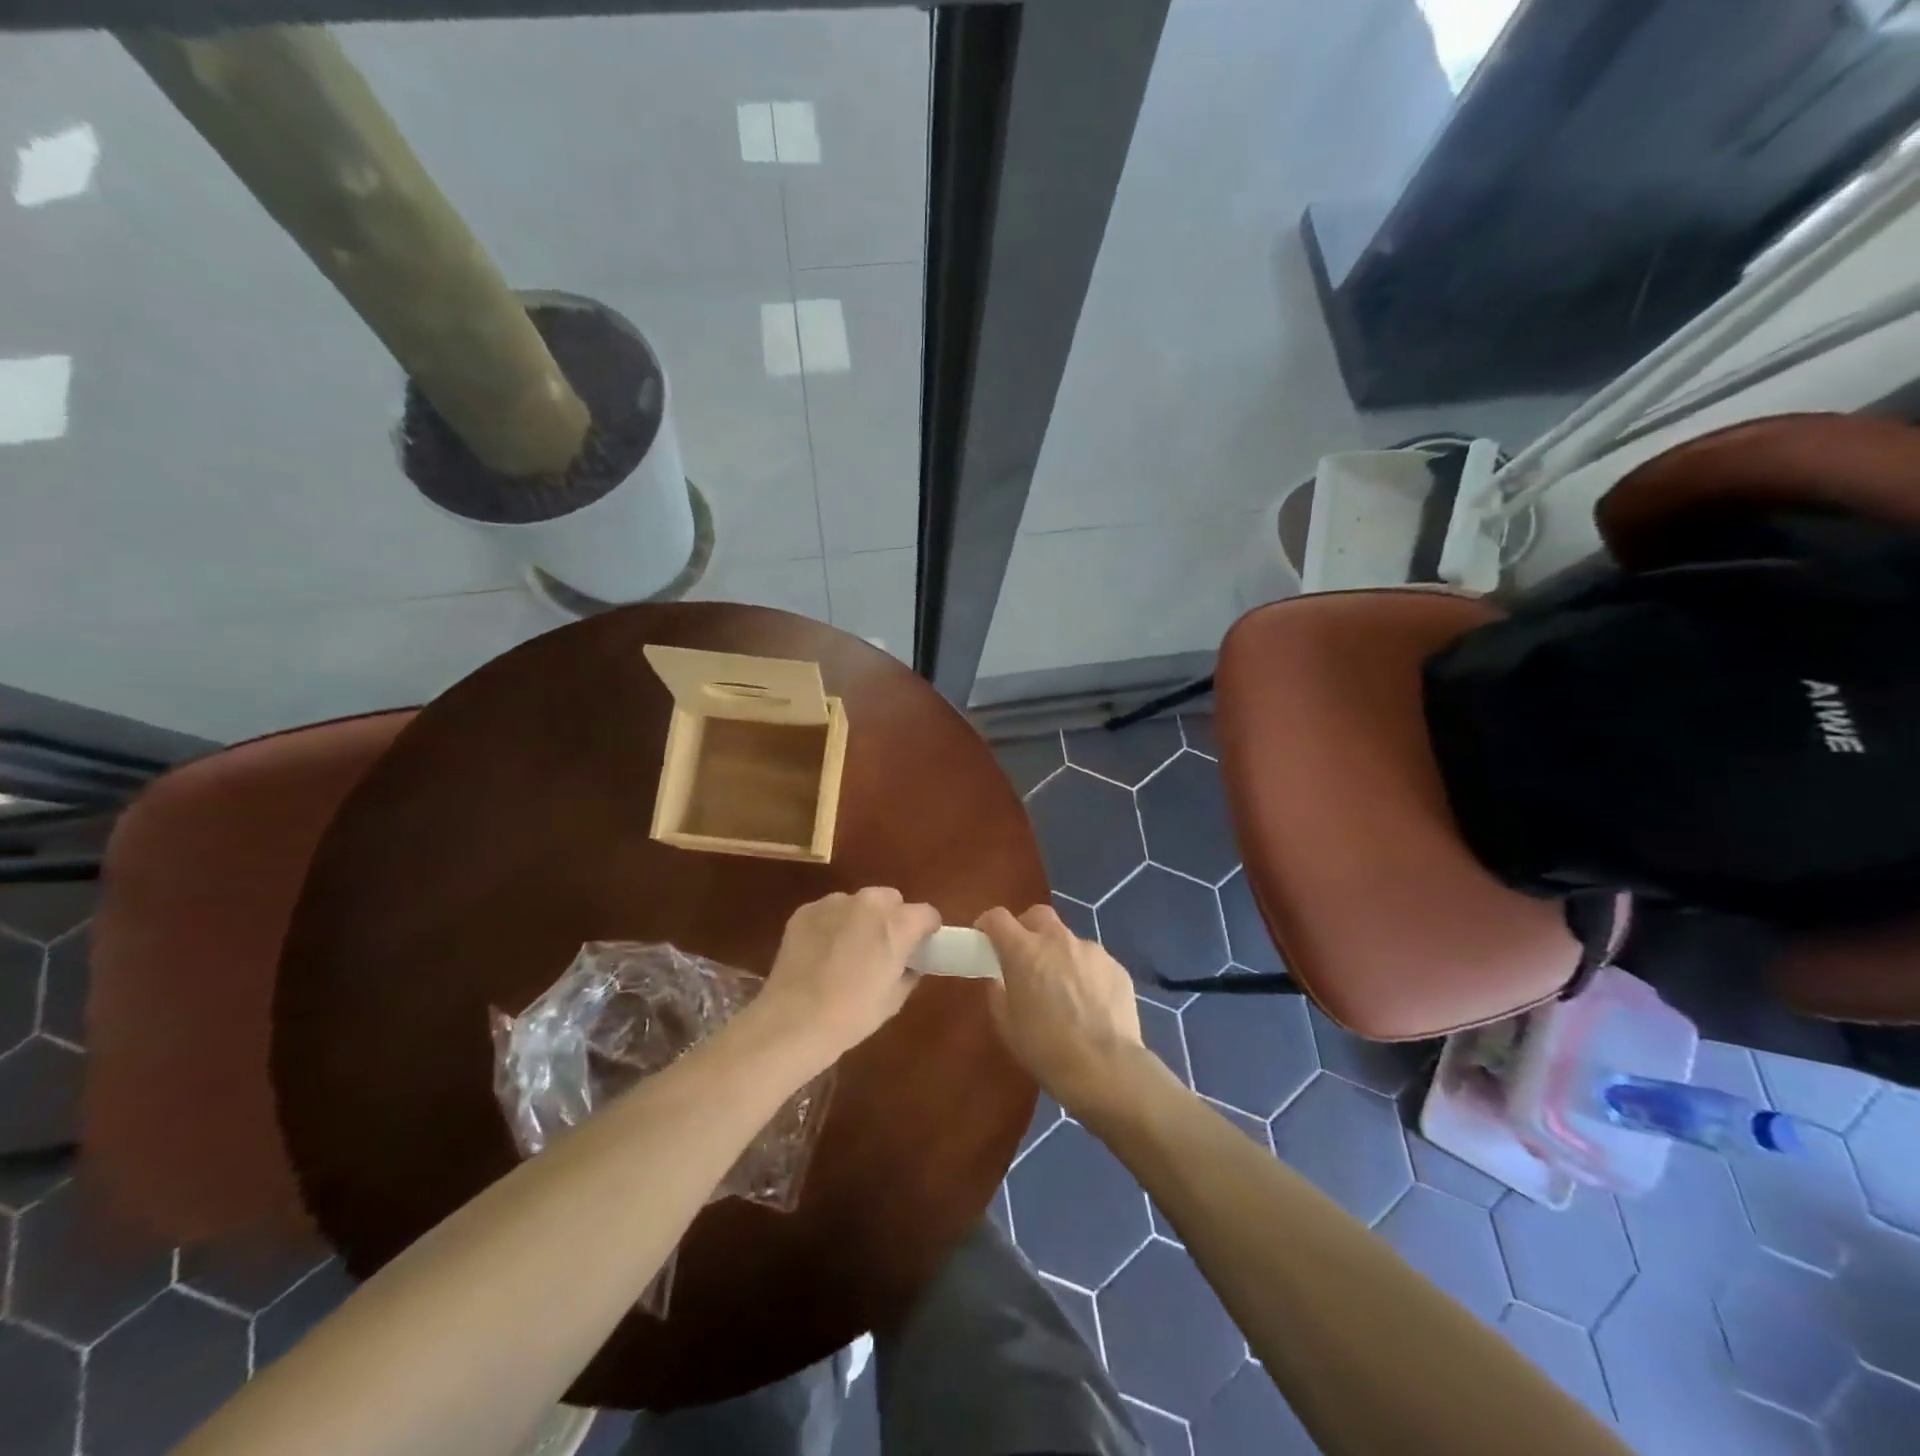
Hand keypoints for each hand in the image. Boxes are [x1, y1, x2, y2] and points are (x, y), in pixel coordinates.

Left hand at [752, 888, 940, 1069]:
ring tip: (846, 952)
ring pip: (858, 903)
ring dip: (859, 919)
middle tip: (881, 949)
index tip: (919, 948)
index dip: (926, 930)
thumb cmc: (853, 1014)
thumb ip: (909, 971)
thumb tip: (908, 963)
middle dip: (892, 918)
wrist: (794, 1020)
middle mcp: (868, 903)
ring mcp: (834, 903)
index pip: (927, 913)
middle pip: (891, 899)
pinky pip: (829, 912)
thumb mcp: (894, 999)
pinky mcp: (805, 910)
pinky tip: (820, 953)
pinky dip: (831, 925)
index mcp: (898, 923)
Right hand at [976, 905, 1146, 1118]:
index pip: (997, 918)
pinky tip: (1090, 1003)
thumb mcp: (1007, 1026)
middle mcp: (1058, 940)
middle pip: (1037, 915)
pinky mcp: (1116, 966)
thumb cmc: (1047, 1050)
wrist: (1107, 1069)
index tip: (985, 940)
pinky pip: (1093, 960)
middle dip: (1027, 929)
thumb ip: (998, 993)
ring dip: (1059, 954)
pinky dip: (1085, 973)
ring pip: (1068, 939)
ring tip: (1063, 988)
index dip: (988, 925)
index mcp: (1024, 951)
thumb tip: (1000, 979)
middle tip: (1025, 958)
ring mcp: (1091, 950)